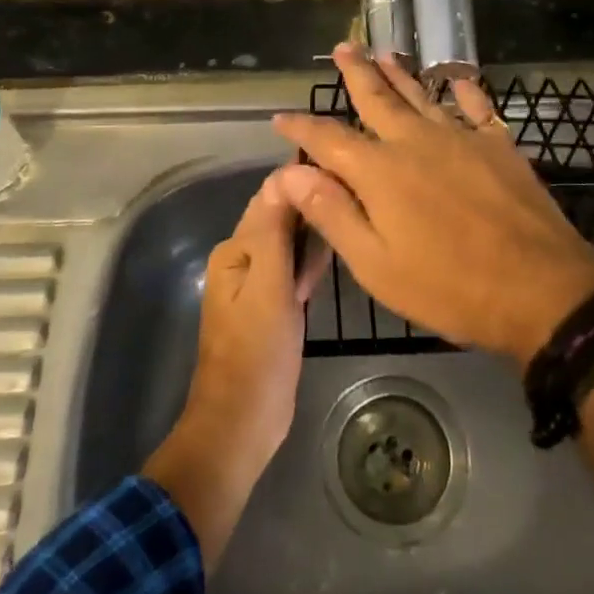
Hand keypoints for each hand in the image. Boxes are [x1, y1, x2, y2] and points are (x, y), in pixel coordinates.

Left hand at [143, 167, 327, 569]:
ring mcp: (258, 285)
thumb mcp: (269, 284)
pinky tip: (333, 258)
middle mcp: (243, 259)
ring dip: (315, 235)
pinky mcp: (273, 307)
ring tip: (353, 219)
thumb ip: (275, 228)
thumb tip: (285, 172)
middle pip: (282, 218)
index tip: (344, 171)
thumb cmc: (257, 351)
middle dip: (313, 207)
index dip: (305, 181)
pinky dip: (311, 264)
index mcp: (236, 249)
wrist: (243, 422)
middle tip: (357, 198)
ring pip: (291, 244)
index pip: (272, 197)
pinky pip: (294, 271)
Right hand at [272, 43, 593, 367]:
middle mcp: (415, 141)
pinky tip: (457, 79)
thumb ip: (332, 213)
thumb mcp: (376, 265)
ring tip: (384, 53)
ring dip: (400, 73)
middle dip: (356, 72)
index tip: (281, 116)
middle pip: (377, 98)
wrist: (540, 289)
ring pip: (421, 95)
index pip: (328, 139)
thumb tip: (290, 172)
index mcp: (379, 171)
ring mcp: (461, 137)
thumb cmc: (449, 287)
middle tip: (343, 47)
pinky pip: (477, 106)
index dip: (302, 126)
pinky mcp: (498, 145)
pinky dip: (464, 90)